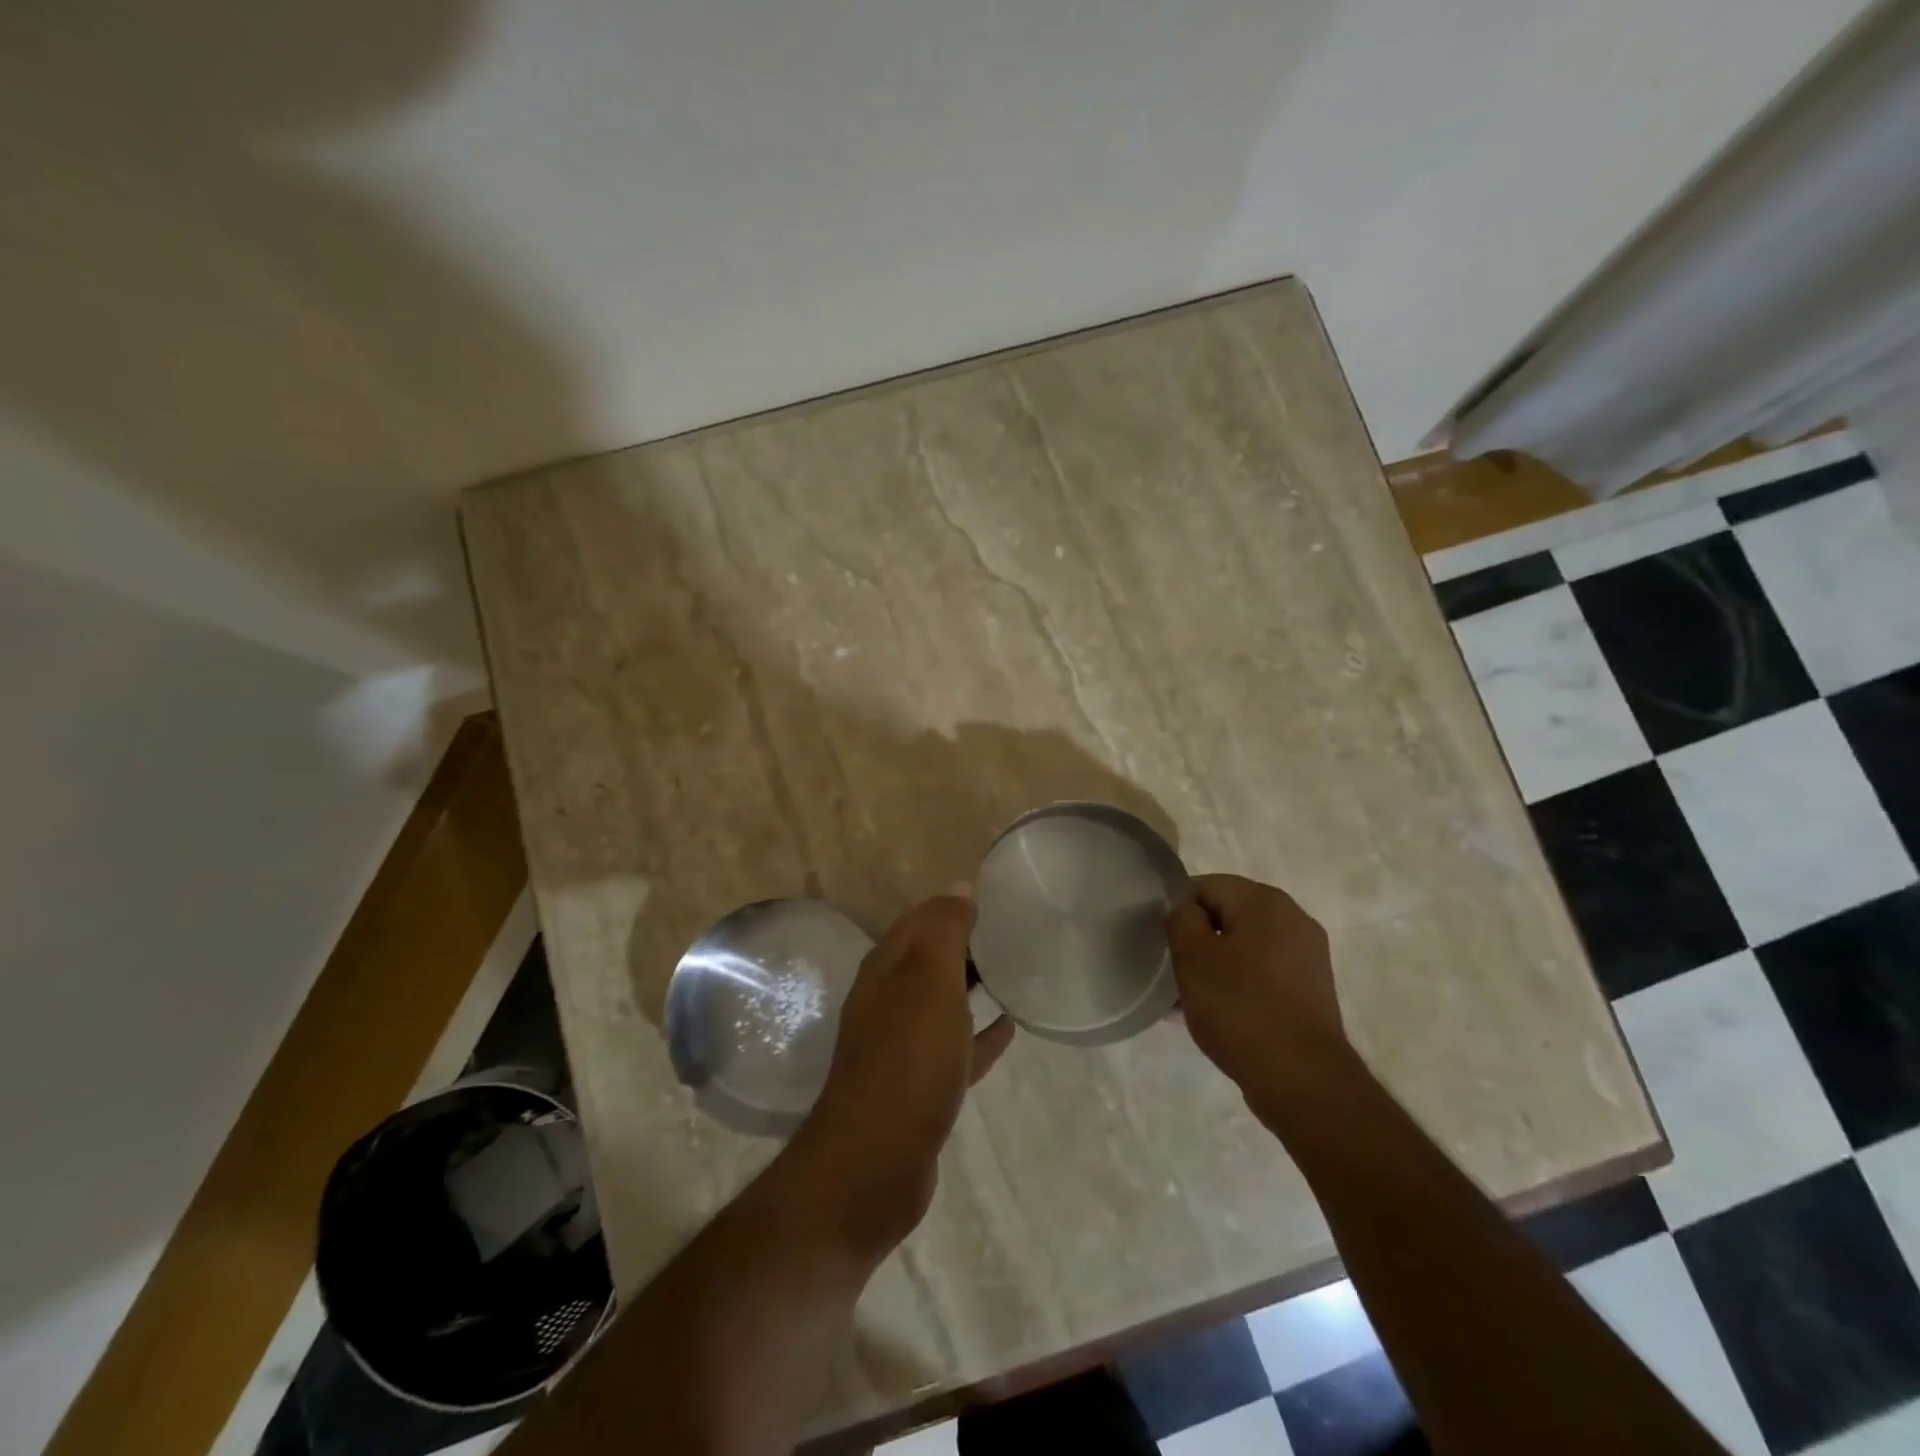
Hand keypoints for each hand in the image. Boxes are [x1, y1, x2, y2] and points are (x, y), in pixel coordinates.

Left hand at [797, 888, 1014, 1248]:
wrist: (874, 1164)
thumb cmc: (906, 1061)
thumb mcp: (928, 983)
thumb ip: (944, 932)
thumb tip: (960, 887)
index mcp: (887, 970)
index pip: (920, 920)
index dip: (953, 905)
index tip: (997, 896)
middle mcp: (889, 1002)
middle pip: (930, 959)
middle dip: (965, 941)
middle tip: (1014, 930)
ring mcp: (903, 1047)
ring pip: (943, 1002)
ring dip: (972, 985)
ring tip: (1015, 970)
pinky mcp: (921, 1088)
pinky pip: (957, 1047)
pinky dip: (981, 1034)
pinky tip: (1009, 1028)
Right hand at [1166, 874, 1343, 1095]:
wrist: (1303, 1080)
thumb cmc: (1240, 1008)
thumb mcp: (1192, 956)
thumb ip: (1181, 919)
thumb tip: (1188, 912)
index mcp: (1266, 901)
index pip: (1205, 886)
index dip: (1179, 913)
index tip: (1167, 947)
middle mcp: (1294, 919)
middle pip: (1227, 916)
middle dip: (1199, 941)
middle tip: (1177, 974)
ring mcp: (1308, 956)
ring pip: (1245, 947)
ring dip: (1217, 966)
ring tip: (1194, 1001)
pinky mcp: (1312, 990)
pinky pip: (1263, 974)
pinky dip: (1240, 986)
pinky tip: (1222, 1016)